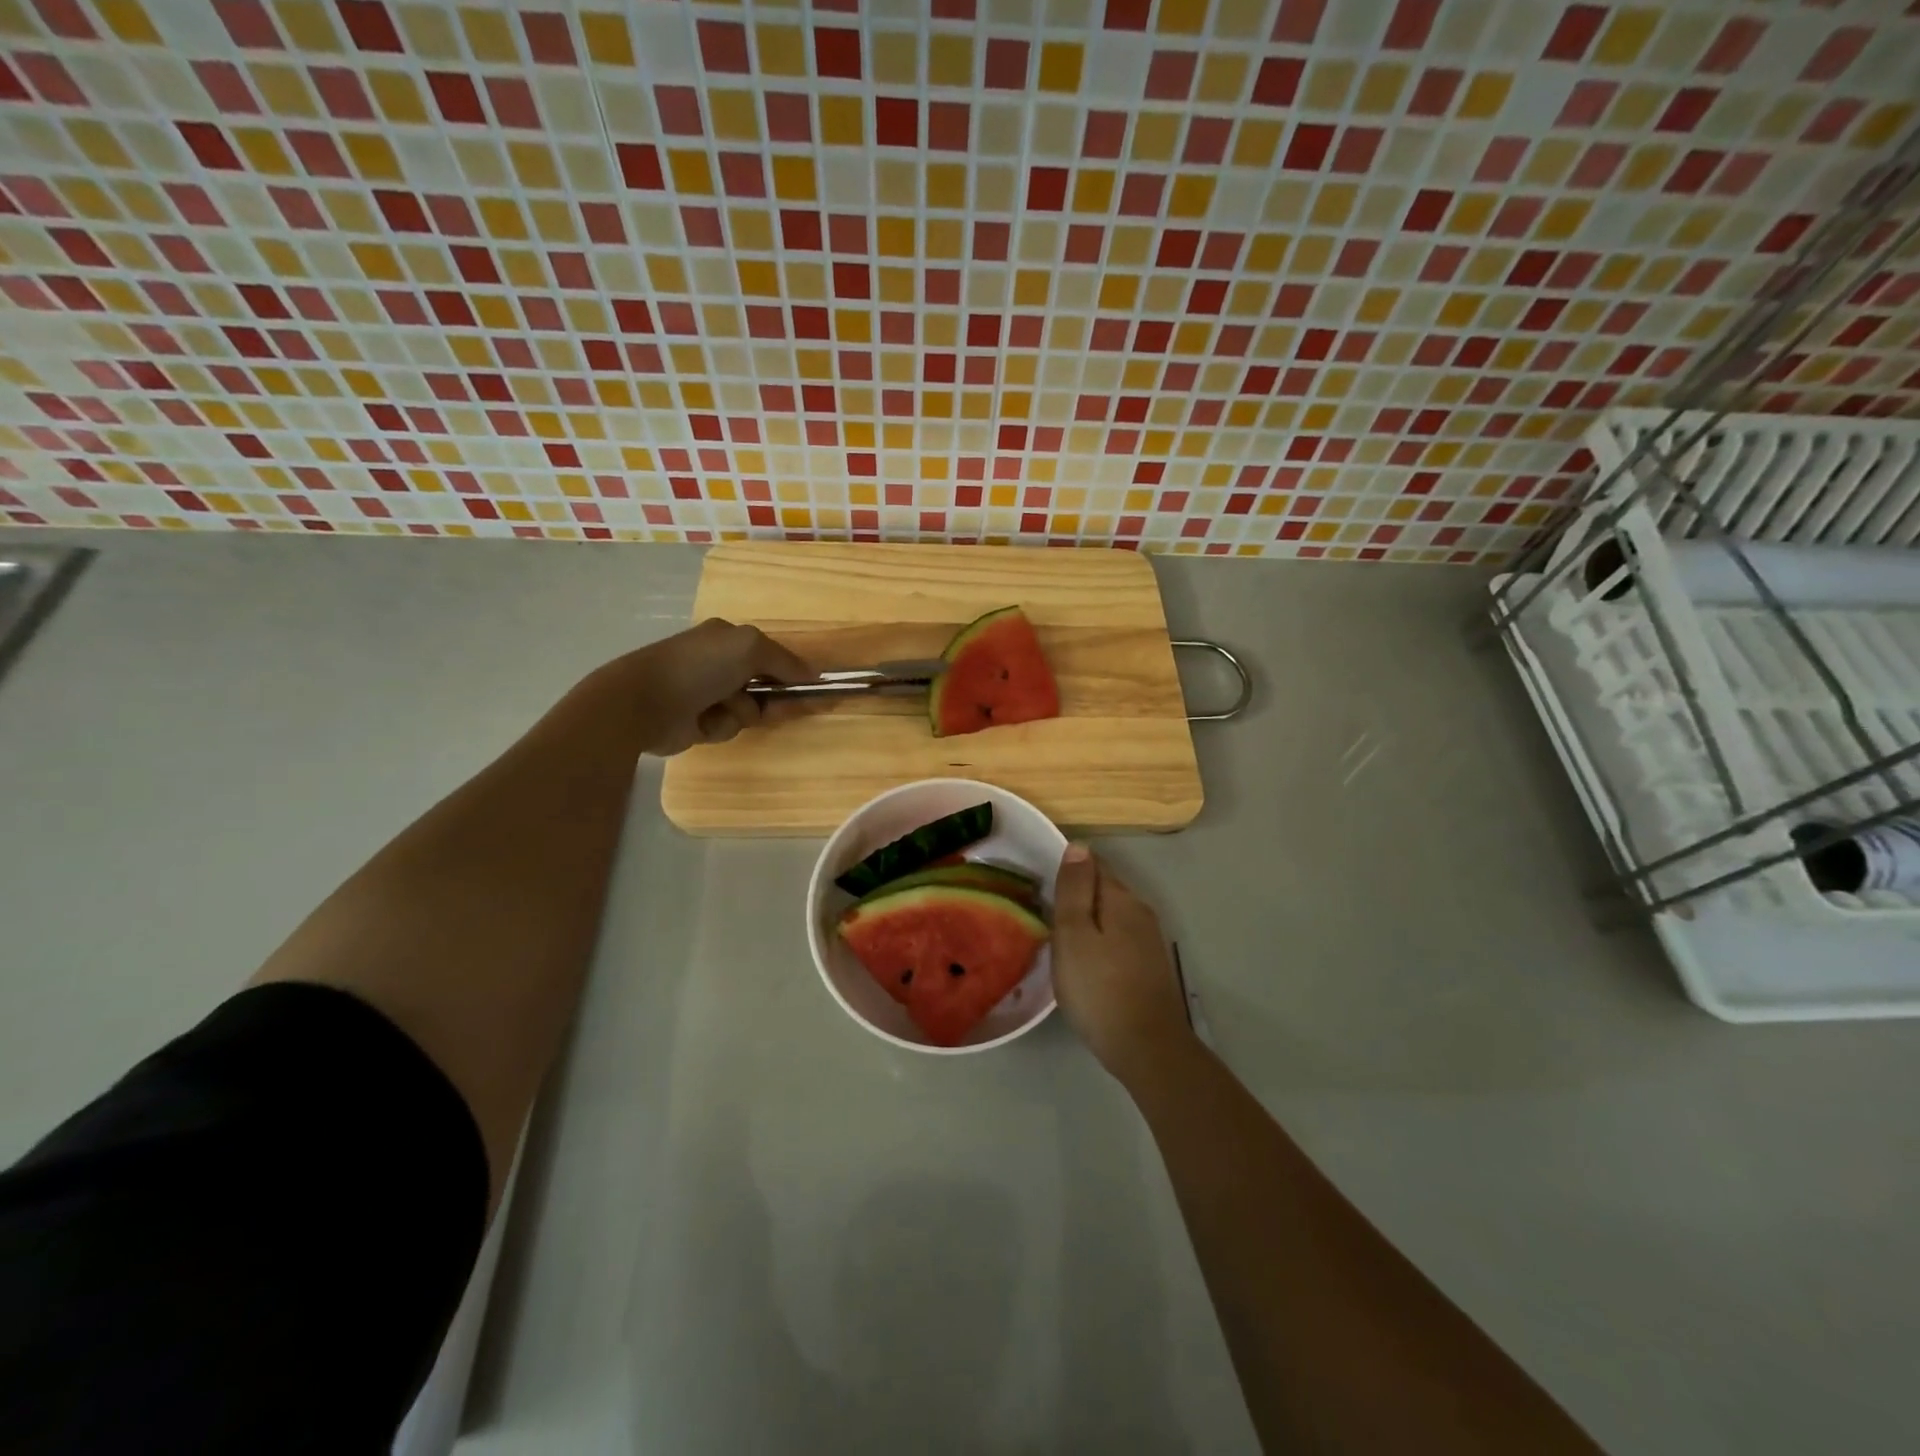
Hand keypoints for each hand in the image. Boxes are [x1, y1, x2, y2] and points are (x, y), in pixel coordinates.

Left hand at [609, 618, 814, 755]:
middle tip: (776, 710)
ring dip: (741, 714)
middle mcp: (719, 663)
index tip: (816, 691)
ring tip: (720, 710)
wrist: (643, 702)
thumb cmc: (698, 667)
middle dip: (772, 699)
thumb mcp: (750, 648)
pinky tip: (702, 723)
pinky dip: (721, 727)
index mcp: (729, 639)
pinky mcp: (697, 721)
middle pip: (765, 687)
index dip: (795, 674)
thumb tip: (815, 675)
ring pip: (748, 710)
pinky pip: (727, 727)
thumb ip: (786, 661)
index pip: (774, 656)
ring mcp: (707, 693)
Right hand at [1051, 845, 1196, 1085]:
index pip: (1093, 865)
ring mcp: (1148, 941)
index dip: (1067, 869)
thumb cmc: (1099, 988)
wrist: (1146, 1048)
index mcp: (1121, 899)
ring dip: (1088, 920)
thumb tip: (1079, 845)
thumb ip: (1074, 888)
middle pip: (1104, 890)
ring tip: (1059, 938)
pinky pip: (1118, 940)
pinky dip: (1100, 942)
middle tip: (1044, 913)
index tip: (1042, 885)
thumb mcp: (1074, 934)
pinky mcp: (1149, 967)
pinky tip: (1085, 962)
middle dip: (1077, 895)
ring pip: (1111, 916)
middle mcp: (1140, 912)